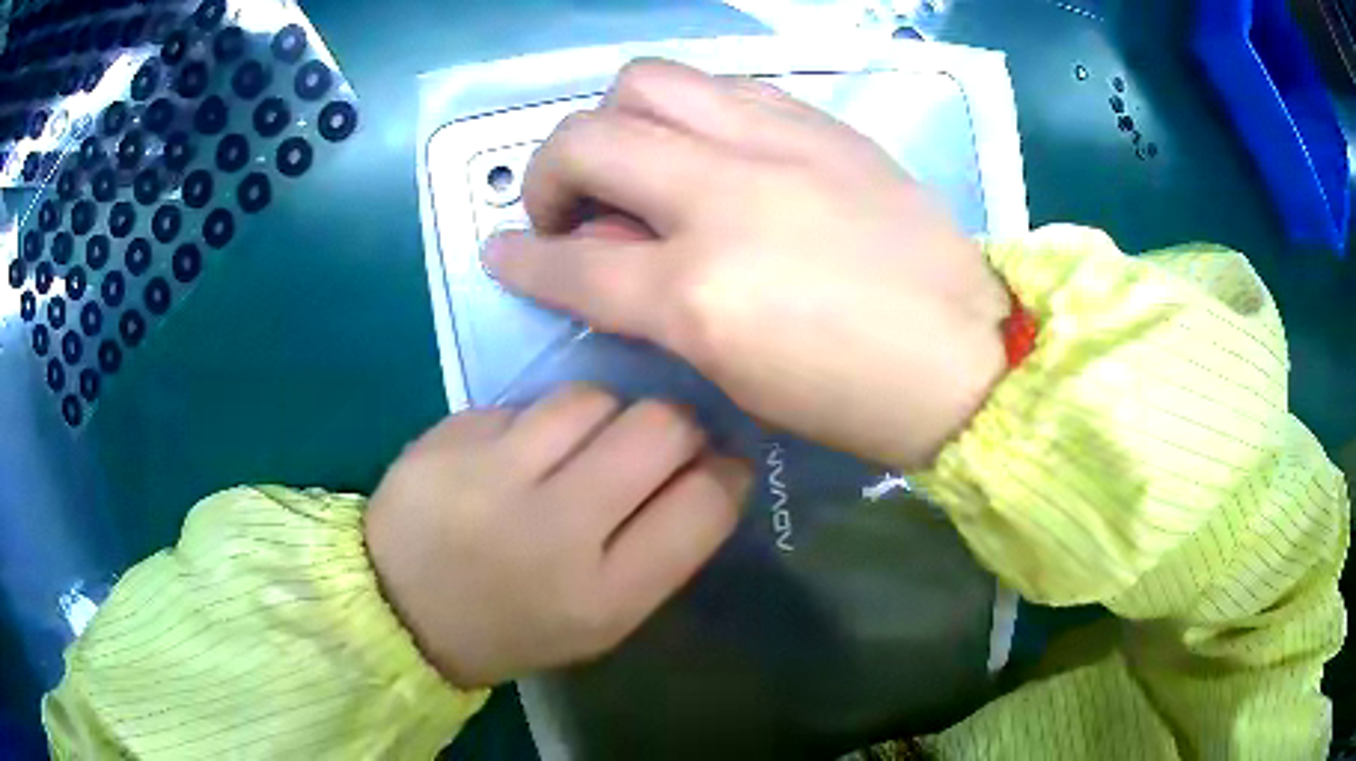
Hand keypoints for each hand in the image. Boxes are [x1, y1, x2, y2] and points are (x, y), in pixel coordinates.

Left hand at [364, 386, 750, 688]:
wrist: (399, 608)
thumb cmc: (513, 626)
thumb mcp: (602, 621)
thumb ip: (660, 552)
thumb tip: (709, 471)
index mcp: (603, 596)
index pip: (704, 504)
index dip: (728, 472)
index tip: (721, 465)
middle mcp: (554, 529)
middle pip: (659, 428)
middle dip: (678, 425)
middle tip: (661, 441)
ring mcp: (495, 473)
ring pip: (593, 397)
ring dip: (605, 415)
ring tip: (581, 445)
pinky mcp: (453, 433)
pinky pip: (528, 400)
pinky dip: (540, 421)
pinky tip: (519, 451)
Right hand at [485, 60, 1009, 468]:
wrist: (966, 356)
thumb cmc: (851, 397)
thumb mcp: (731, 375)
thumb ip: (655, 307)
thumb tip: (607, 253)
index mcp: (697, 293)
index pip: (568, 259)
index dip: (519, 258)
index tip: (500, 252)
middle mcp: (722, 197)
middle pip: (585, 139)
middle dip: (547, 171)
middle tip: (568, 205)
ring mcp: (775, 144)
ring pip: (645, 81)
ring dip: (613, 119)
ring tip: (633, 160)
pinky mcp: (819, 122)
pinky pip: (721, 85)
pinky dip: (688, 110)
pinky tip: (703, 146)